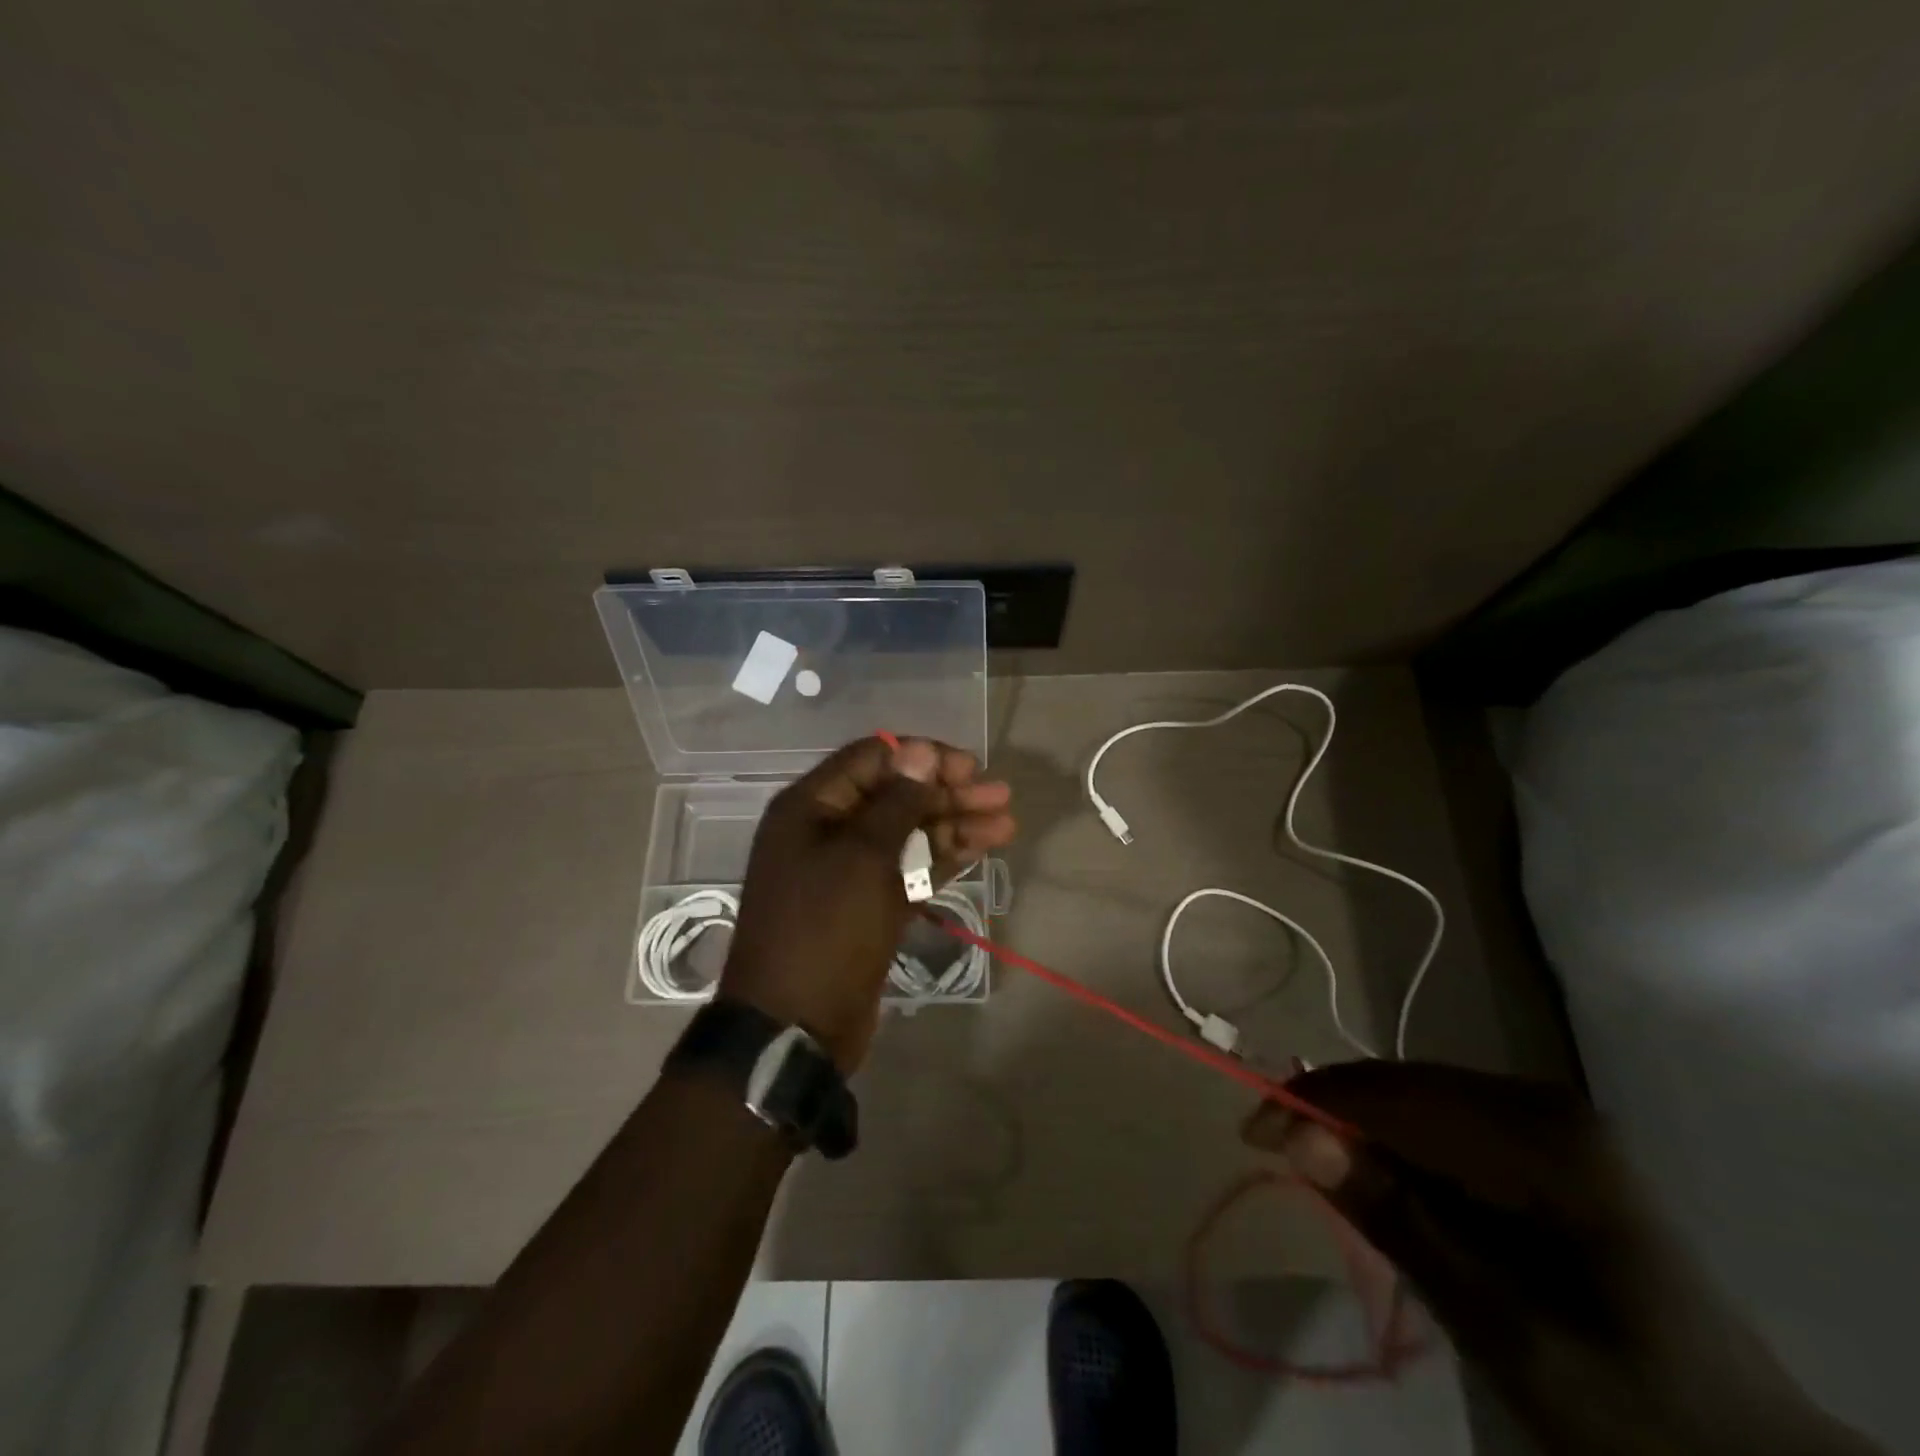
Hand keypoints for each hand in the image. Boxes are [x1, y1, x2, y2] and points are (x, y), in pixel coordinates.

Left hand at [720, 735, 1014, 1072]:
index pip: (873, 758)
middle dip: (947, 793)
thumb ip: (896, 802)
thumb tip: (920, 750)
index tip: (969, 769)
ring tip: (1005, 824)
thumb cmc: (825, 929)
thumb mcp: (862, 857)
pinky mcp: (868, 905)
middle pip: (895, 795)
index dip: (922, 758)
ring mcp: (849, 870)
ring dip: (954, 825)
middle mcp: (828, 830)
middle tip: (1000, 797)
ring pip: (907, 833)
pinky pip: (908, 869)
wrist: (796, 1025)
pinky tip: (980, 849)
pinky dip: (942, 858)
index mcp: (811, 807)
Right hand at [1246, 1062, 1880, 1455]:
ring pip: (1416, 1100)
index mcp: (1545, 1138)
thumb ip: (1400, 1223)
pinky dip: (1399, 1149)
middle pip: (1403, 1087)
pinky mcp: (1545, 1144)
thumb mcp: (1505, 1333)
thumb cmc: (1631, 1410)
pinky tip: (1389, 1187)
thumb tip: (1297, 1136)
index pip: (1396, 1093)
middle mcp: (1542, 1104)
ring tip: (1323, 1173)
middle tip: (1277, 1156)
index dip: (1313, 1102)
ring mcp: (1548, 1121)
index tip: (1250, 1134)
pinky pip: (1444, 1123)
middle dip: (1333, 1114)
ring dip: (1362, 1132)